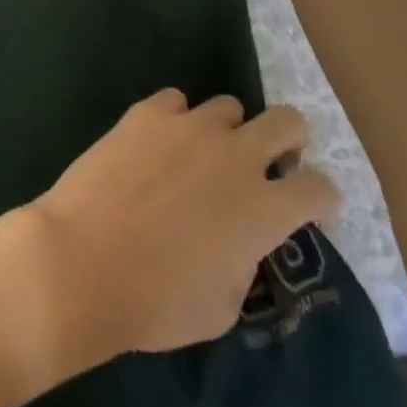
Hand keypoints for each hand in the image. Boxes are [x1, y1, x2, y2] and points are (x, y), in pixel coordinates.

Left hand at [12, 90, 337, 376]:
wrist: (84, 260)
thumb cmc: (158, 301)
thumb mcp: (224, 305)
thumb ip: (244, 261)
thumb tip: (238, 240)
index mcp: (264, 209)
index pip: (321, 188)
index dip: (322, 199)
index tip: (310, 210)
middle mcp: (236, 156)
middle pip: (288, 121)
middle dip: (290, 139)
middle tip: (270, 162)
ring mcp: (189, 126)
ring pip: (228, 106)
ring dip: (227, 131)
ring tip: (202, 156)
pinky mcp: (146, 113)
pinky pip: (175, 101)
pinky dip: (175, 120)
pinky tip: (157, 144)